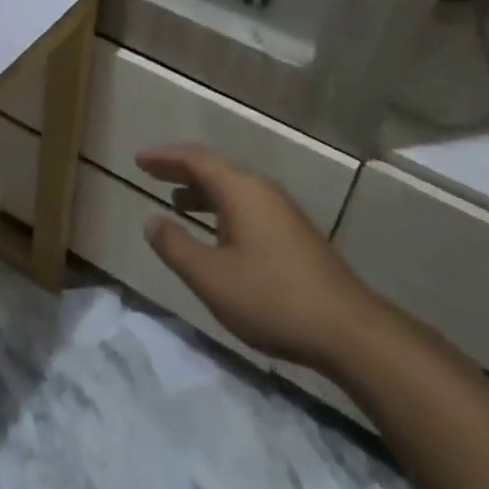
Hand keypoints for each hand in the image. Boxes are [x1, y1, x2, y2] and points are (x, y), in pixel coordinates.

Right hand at [138, 146, 382, 367]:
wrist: (348, 330)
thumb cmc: (272, 298)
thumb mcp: (211, 277)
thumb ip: (176, 247)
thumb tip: (152, 221)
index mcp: (241, 191)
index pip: (196, 160)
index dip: (165, 157)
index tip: (139, 160)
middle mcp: (263, 191)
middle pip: (216, 169)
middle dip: (182, 170)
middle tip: (153, 173)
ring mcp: (283, 212)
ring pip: (234, 189)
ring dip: (203, 191)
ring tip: (177, 202)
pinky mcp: (295, 234)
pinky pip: (248, 206)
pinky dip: (222, 208)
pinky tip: (218, 233)